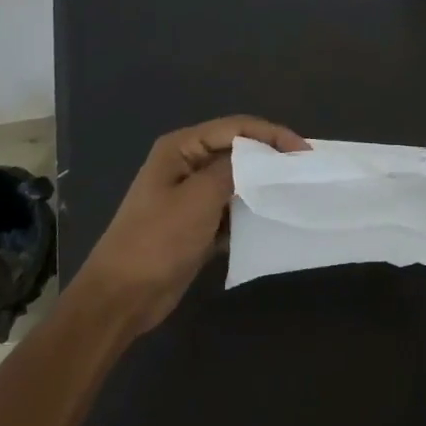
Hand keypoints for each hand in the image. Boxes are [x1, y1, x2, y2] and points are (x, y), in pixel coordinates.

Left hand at [80, 116, 307, 332]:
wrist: (121, 297)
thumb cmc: (157, 240)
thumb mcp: (199, 198)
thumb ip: (234, 169)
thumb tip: (263, 158)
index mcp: (181, 148)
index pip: (236, 127)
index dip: (272, 135)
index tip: (304, 152)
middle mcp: (186, 164)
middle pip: (237, 151)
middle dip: (270, 159)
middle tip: (305, 171)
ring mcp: (190, 195)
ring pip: (236, 181)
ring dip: (262, 187)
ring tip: (295, 193)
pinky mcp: (196, 224)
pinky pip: (231, 209)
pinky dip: (249, 213)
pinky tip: (271, 221)